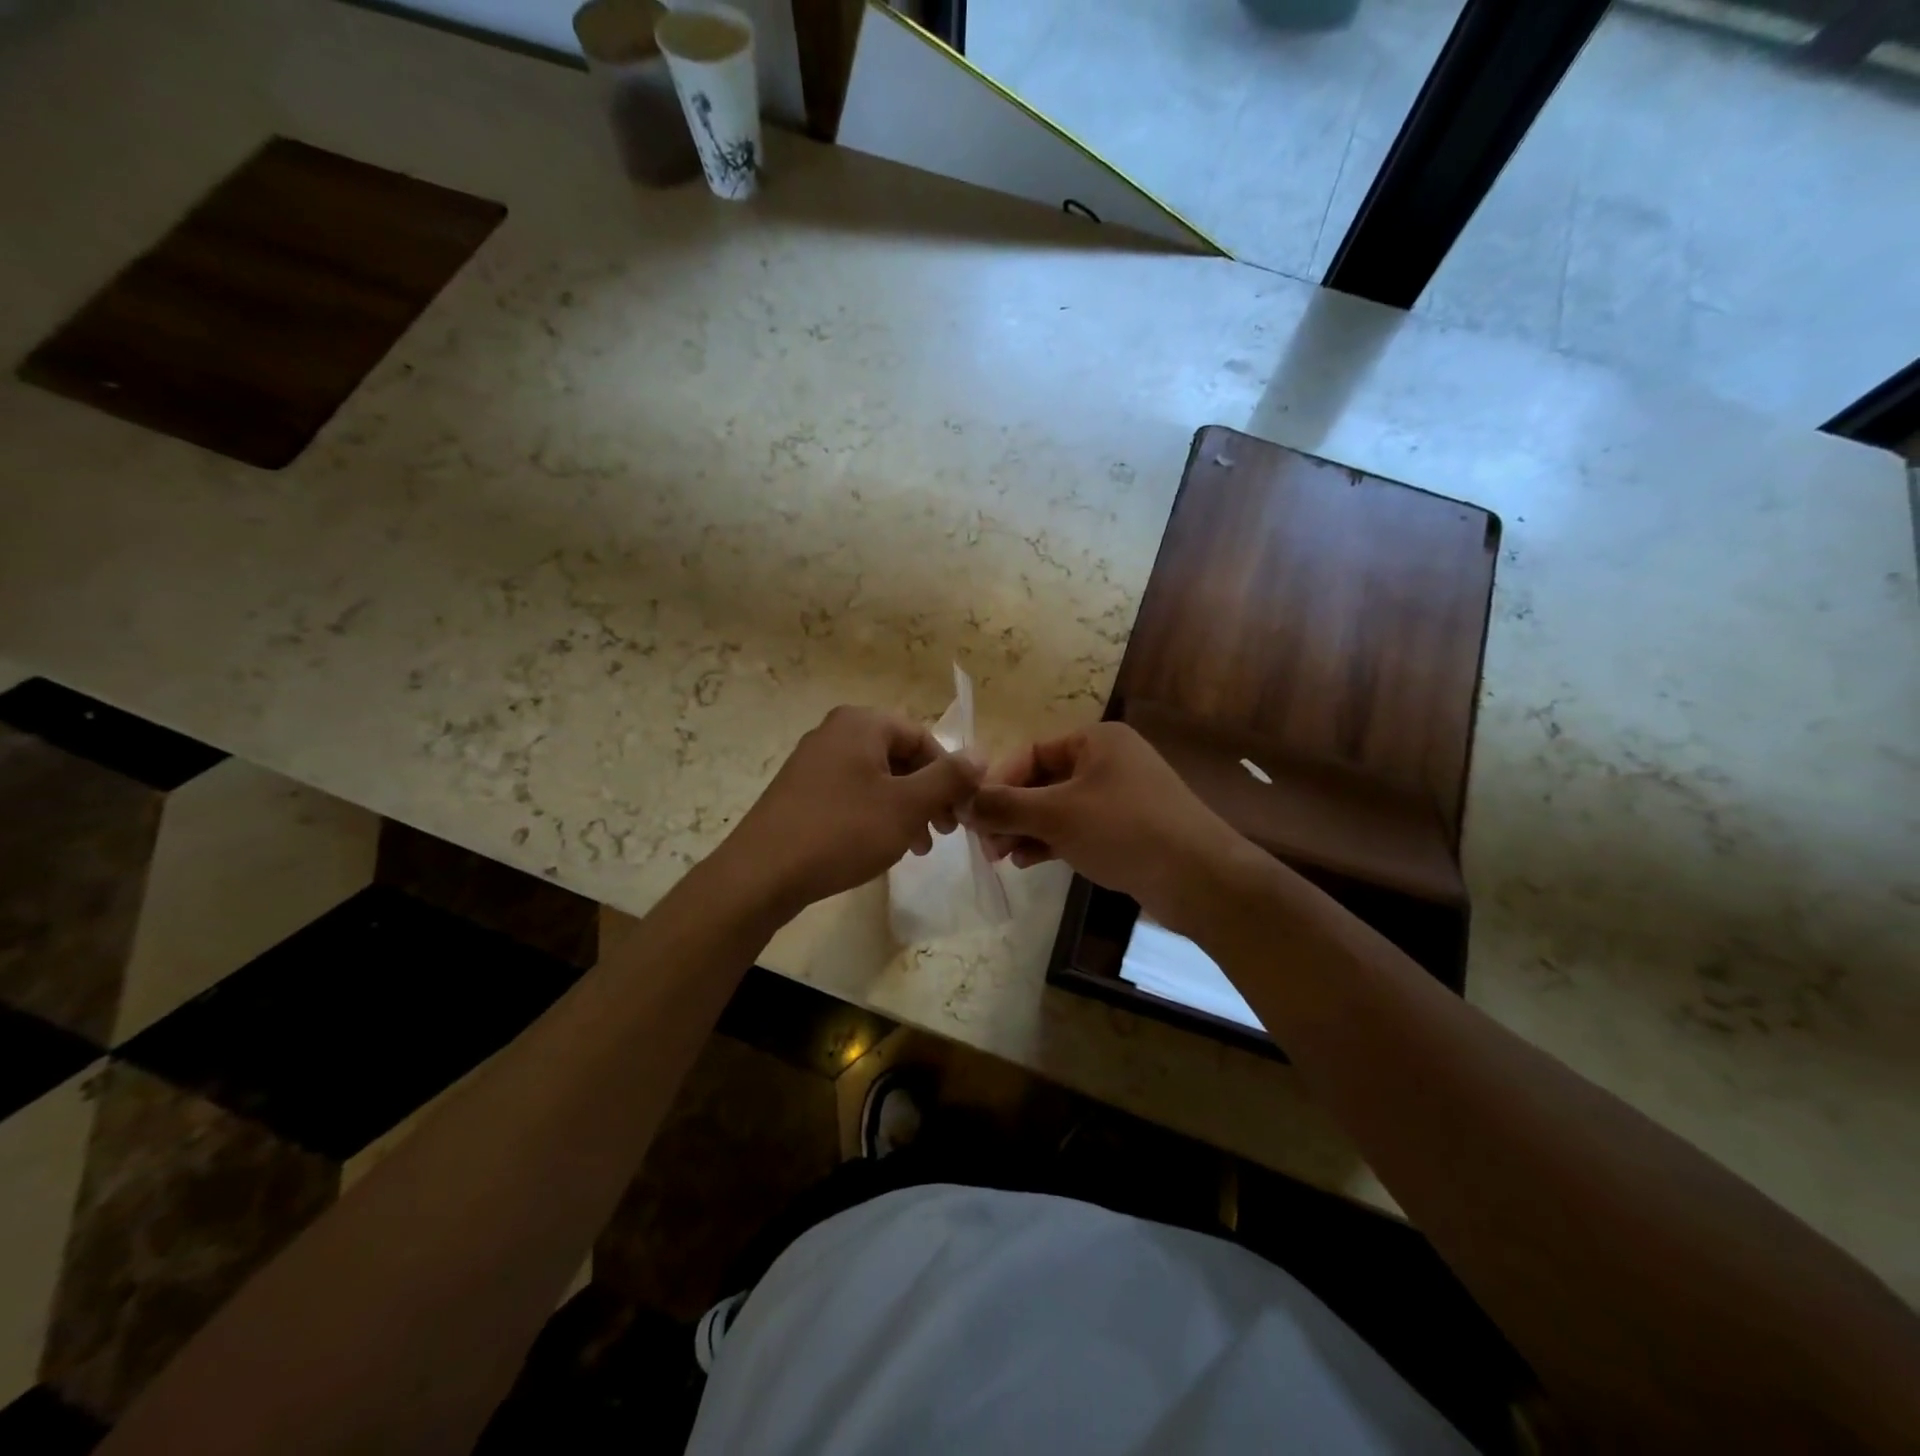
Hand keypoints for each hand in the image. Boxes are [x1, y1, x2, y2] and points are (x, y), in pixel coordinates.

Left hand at [718, 706, 981, 918]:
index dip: (949, 774)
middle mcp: (835, 733)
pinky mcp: (800, 792)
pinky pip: (851, 794)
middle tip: (944, 833)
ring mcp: (813, 762)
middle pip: (899, 757)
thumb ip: (949, 778)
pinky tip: (882, 847)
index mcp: (861, 724)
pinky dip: (875, 815)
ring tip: (918, 848)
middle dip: (927, 795)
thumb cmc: (843, 831)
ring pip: (876, 779)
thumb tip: (981, 754)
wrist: (762, 873)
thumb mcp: (907, 805)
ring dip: (905, 810)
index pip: (922, 737)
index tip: (961, 812)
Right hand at [969, 722, 1250, 932]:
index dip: (998, 782)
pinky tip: (1027, 862)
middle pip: (1042, 781)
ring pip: (1057, 808)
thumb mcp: (1057, 815)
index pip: (1031, 752)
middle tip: (985, 844)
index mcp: (1096, 740)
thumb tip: (964, 802)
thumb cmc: (1124, 830)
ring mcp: (1118, 796)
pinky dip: (1050, 841)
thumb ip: (1006, 806)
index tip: (973, 813)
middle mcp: (1107, 761)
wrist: (1200, 879)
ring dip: (1026, 829)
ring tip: (1001, 857)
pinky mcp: (1125, 829)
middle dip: (1010, 812)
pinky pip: (1076, 828)